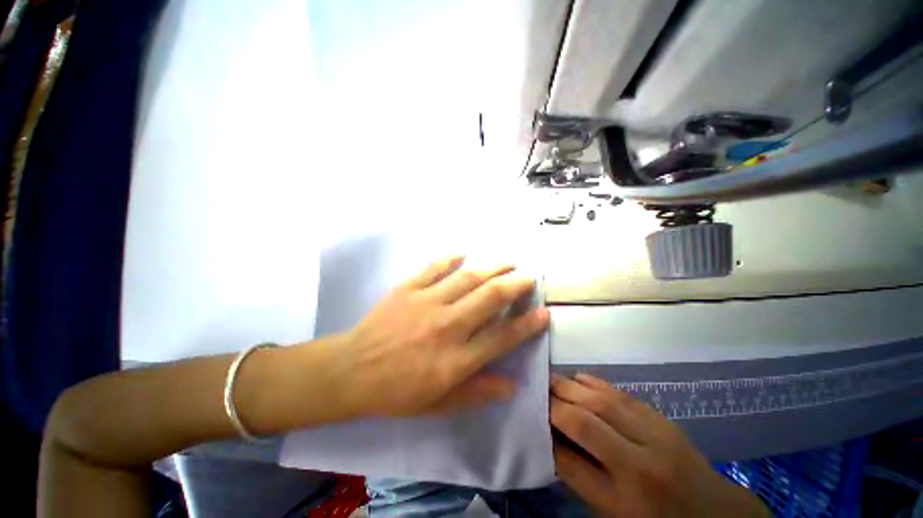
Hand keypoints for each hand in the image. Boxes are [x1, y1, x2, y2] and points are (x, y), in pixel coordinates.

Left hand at [335, 256, 549, 417]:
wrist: (351, 372)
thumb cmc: (396, 392)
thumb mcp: (439, 403)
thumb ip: (477, 392)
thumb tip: (512, 385)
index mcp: (456, 359)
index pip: (502, 337)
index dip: (527, 325)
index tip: (543, 313)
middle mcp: (447, 326)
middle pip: (490, 298)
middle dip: (515, 286)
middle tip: (529, 278)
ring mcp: (427, 302)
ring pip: (468, 278)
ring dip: (491, 268)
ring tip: (507, 262)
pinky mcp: (408, 289)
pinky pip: (434, 268)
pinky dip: (450, 259)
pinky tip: (463, 253)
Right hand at [551, 374, 768, 517]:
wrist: (711, 512)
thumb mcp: (612, 512)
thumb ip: (579, 476)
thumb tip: (549, 440)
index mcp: (623, 499)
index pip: (569, 461)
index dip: (545, 435)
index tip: (529, 416)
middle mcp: (639, 464)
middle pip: (584, 423)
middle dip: (554, 403)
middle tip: (535, 389)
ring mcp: (654, 435)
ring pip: (601, 401)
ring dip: (570, 386)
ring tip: (550, 379)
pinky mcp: (661, 418)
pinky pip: (620, 393)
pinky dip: (594, 382)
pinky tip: (578, 377)